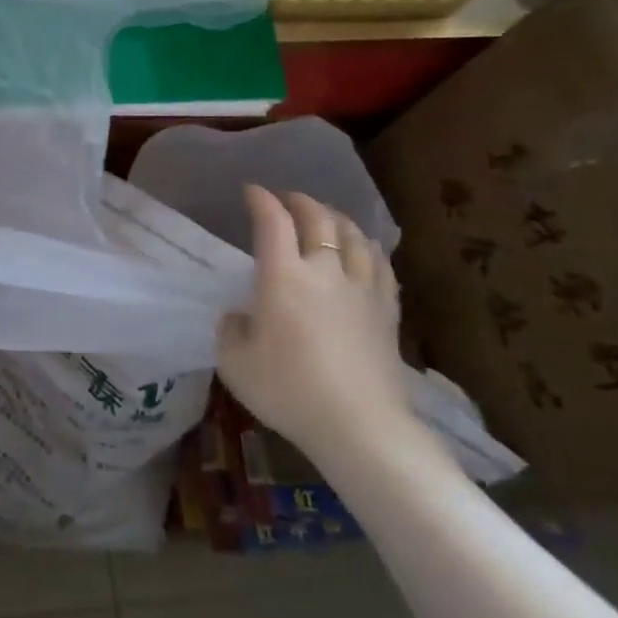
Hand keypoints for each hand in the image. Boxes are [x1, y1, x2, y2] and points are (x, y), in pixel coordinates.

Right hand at [216, 187, 413, 457]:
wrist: (359, 426)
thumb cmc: (288, 391)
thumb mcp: (234, 363)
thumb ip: (231, 330)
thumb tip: (240, 316)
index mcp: (283, 277)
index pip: (273, 222)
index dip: (261, 200)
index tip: (251, 191)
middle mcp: (325, 271)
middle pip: (318, 218)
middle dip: (300, 201)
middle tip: (286, 199)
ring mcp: (362, 288)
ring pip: (355, 235)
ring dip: (336, 218)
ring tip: (326, 218)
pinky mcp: (387, 310)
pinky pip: (381, 264)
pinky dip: (367, 247)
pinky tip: (364, 251)